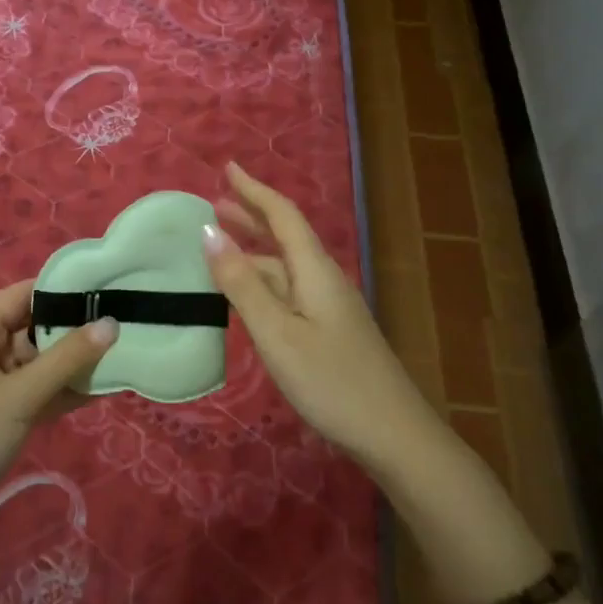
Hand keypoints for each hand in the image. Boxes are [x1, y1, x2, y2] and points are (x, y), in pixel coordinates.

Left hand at [0, 279, 115, 535]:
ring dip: (74, 364)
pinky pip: (36, 393)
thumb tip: (111, 323)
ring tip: (125, 352)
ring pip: (38, 363)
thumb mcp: (18, 395)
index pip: (24, 294)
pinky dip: (63, 392)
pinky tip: (103, 389)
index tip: (110, 288)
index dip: (65, 289)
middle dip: (76, 329)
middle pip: (34, 327)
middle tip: (128, 323)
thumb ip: (67, 359)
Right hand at [203, 162, 430, 466]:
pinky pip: (288, 289)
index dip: (253, 190)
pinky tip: (246, 293)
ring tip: (219, 243)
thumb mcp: (277, 333)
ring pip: (285, 265)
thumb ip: (242, 284)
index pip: (282, 215)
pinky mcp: (329, 330)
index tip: (227, 168)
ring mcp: (329, 306)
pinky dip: (261, 279)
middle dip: (251, 215)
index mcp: (314, 269)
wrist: (394, 435)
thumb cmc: (331, 381)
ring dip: (253, 248)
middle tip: (215, 202)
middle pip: (285, 235)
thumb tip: (208, 233)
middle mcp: (323, 278)